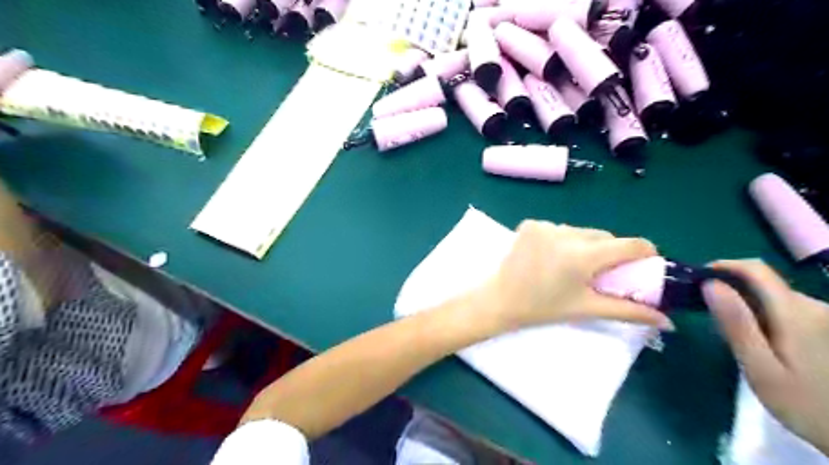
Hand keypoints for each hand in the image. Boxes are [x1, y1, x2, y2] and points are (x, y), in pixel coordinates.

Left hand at [480, 219, 671, 329]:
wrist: (499, 299)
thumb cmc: (543, 308)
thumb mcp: (586, 308)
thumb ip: (628, 311)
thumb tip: (667, 321)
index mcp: (583, 255)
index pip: (630, 244)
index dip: (644, 253)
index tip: (645, 264)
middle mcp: (566, 233)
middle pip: (604, 236)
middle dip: (610, 252)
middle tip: (604, 271)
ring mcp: (545, 225)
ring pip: (581, 231)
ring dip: (585, 244)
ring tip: (574, 265)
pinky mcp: (530, 223)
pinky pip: (558, 228)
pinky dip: (562, 239)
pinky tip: (552, 256)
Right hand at [701, 260, 827, 455]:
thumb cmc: (804, 404)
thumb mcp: (760, 368)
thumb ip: (736, 324)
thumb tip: (710, 284)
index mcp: (795, 314)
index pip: (756, 270)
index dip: (723, 267)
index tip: (696, 280)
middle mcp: (813, 307)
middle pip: (763, 282)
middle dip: (730, 290)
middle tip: (706, 314)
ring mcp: (823, 317)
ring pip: (773, 295)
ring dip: (746, 303)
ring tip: (729, 330)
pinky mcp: (825, 327)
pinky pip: (785, 307)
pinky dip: (763, 313)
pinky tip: (758, 339)